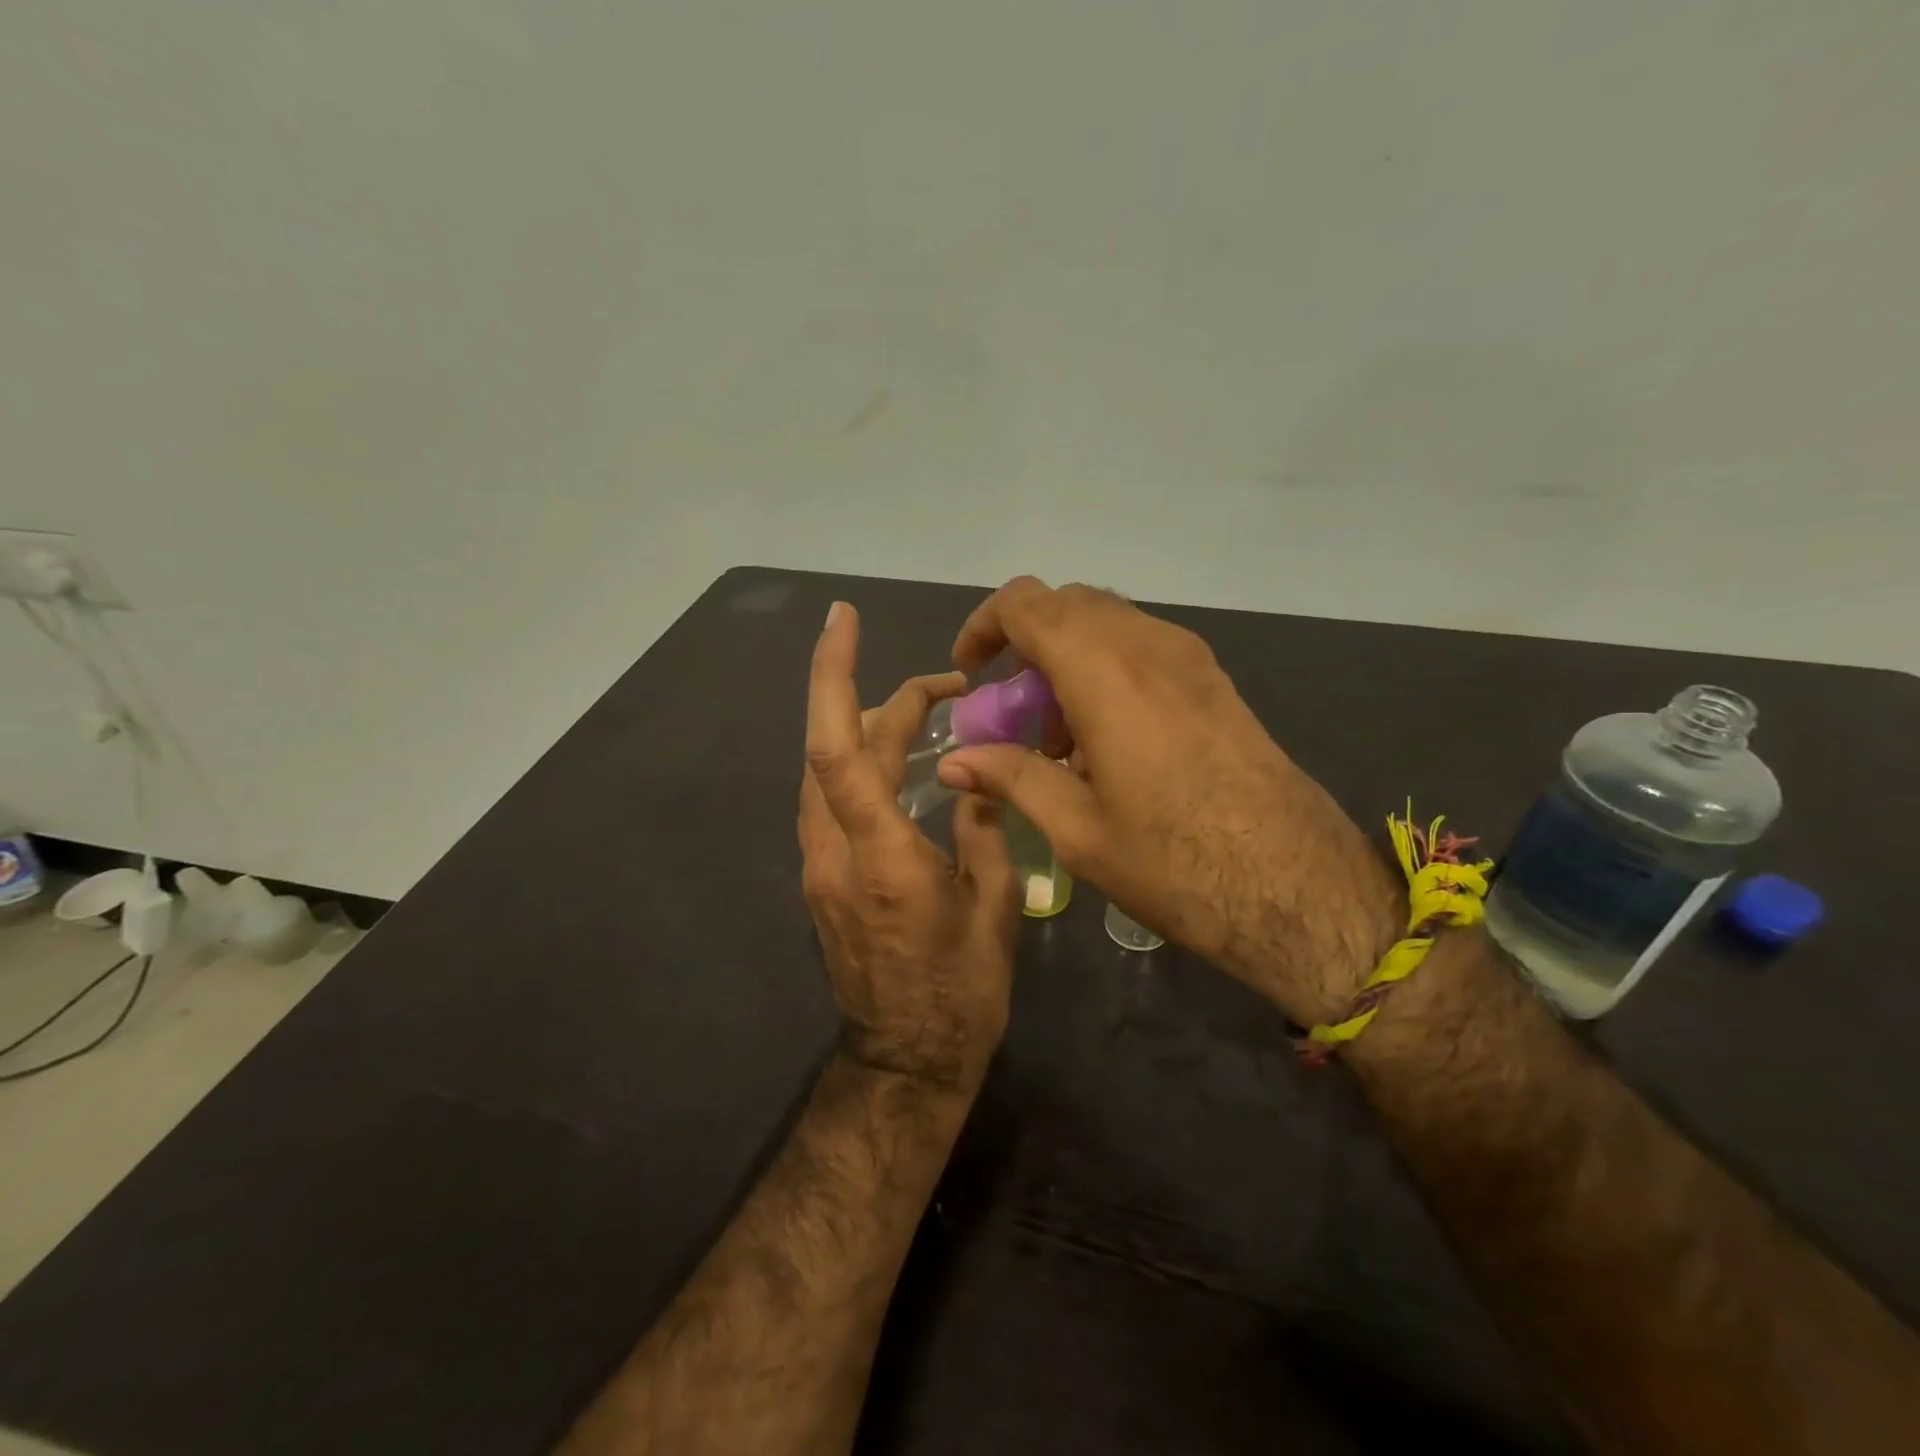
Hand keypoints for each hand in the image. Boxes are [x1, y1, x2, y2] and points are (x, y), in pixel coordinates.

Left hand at [799, 601, 1020, 1089]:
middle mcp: (834, 851)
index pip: (838, 746)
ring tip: (929, 713)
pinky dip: (862, 765)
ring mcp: (820, 867)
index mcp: (879, 855)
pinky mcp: (824, 879)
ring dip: (869, 730)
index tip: (842, 620)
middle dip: (881, 697)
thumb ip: (981, 830)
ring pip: (829, 773)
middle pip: (835, 748)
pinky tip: (904, 765)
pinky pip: (834, 801)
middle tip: (948, 685)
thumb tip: (974, 777)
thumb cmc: (961, 992)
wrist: (907, 1062)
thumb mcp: (995, 908)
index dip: (835, 675)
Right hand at [937, 578, 1399, 1024]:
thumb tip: (952, 763)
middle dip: (1024, 644)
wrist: (1298, 886)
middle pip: (1067, 605)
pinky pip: (1142, 647)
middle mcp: (1148, 646)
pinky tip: (1107, 739)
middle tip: (1012, 709)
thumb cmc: (1176, 863)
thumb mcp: (1078, 830)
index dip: (984, 626)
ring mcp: (1190, 658)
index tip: (971, 674)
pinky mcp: (1214, 680)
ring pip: (1107, 622)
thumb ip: (1012, 779)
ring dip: (1067, 657)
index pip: (1026, 604)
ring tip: (1059, 736)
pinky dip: (1105, 669)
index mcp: (1105, 672)